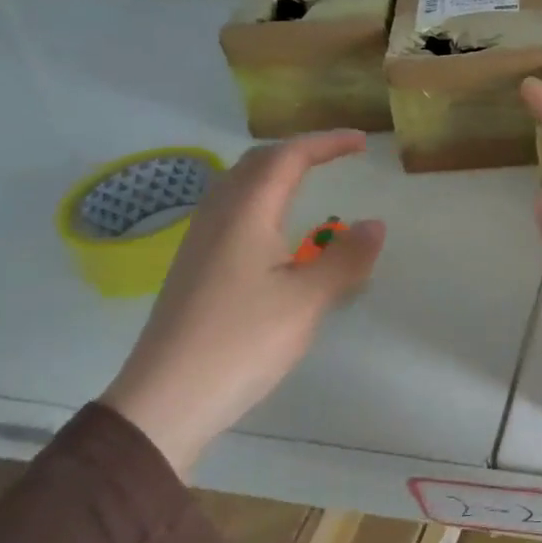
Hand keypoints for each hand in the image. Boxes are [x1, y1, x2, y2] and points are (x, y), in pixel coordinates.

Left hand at [100, 132, 384, 475]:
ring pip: (238, 184)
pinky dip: (262, 197)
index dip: (326, 143)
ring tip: (309, 181)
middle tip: (337, 156)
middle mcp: (217, 217)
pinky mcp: (194, 266)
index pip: (287, 157)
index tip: (362, 143)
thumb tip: (376, 224)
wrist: (165, 400)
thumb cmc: (242, 343)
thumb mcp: (308, 301)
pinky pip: (230, 209)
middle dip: (300, 150)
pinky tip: (274, 228)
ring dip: (276, 171)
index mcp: (245, 214)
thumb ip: (346, 259)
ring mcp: (199, 242)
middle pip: (257, 162)